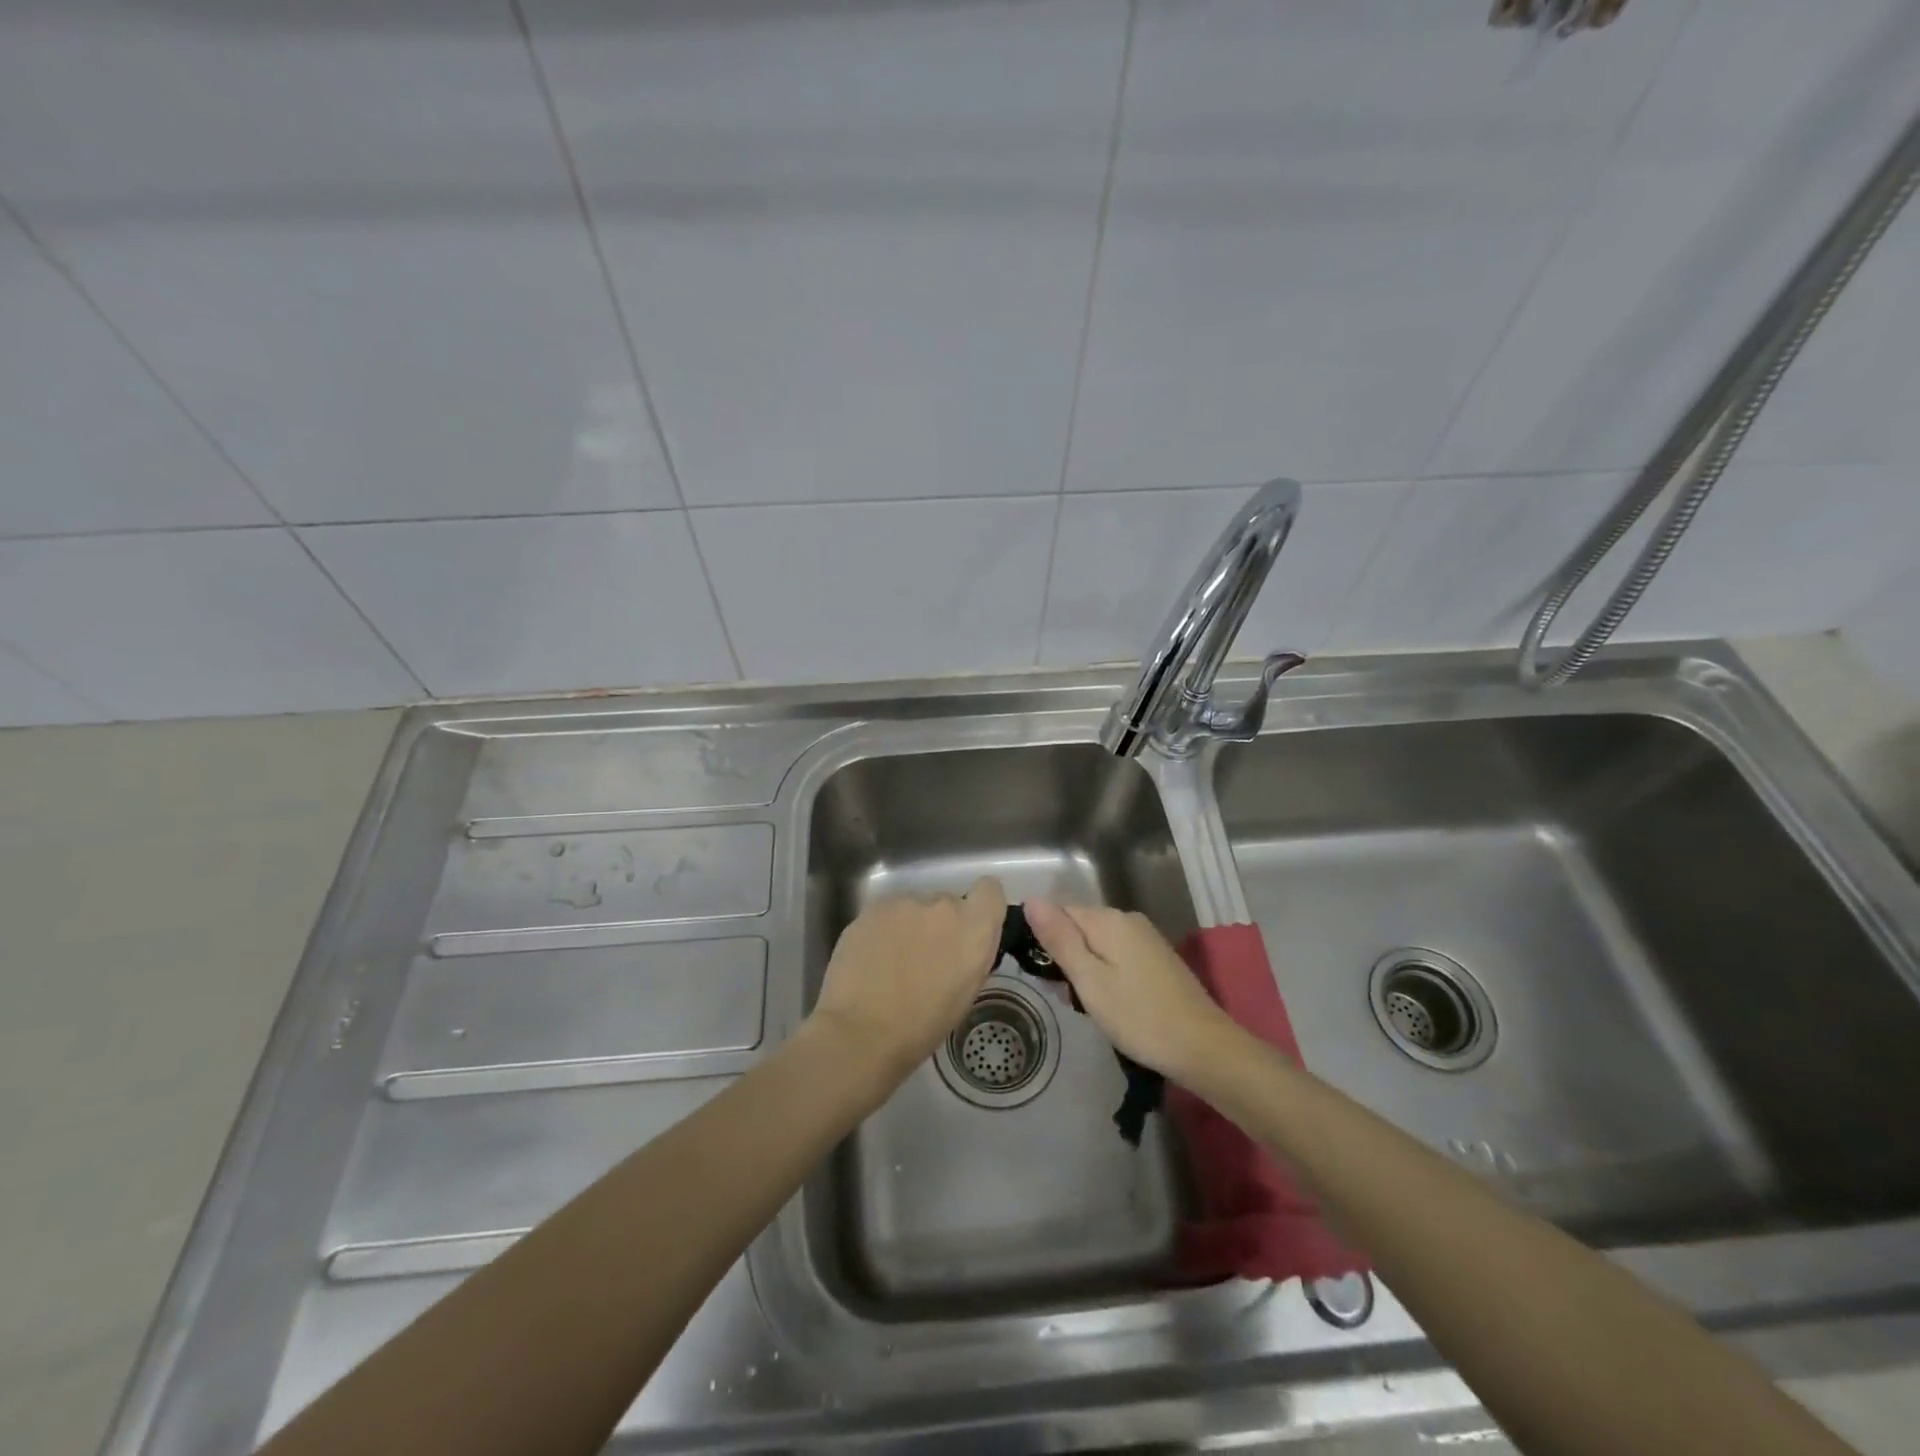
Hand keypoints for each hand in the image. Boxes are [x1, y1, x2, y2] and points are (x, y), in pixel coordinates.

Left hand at [808, 877, 1006, 1083]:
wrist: (861, 1032)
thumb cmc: (922, 1026)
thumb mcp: (966, 993)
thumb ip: (972, 955)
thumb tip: (965, 944)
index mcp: (974, 927)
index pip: (990, 890)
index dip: (981, 907)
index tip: (968, 930)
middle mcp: (943, 905)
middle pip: (948, 902)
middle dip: (940, 924)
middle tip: (925, 957)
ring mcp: (905, 903)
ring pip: (914, 908)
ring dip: (910, 927)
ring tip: (893, 962)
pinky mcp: (872, 908)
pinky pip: (887, 914)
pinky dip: (883, 931)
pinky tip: (872, 960)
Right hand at [1023, 900, 1237, 1083]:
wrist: (1203, 1047)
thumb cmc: (1138, 1016)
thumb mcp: (1089, 980)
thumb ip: (1059, 939)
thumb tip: (1031, 900)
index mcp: (1108, 919)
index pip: (1059, 911)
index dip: (1044, 940)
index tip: (1043, 975)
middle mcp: (1127, 919)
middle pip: (1079, 926)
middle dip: (1065, 957)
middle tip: (1065, 996)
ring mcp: (1146, 938)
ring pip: (1097, 943)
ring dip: (1084, 969)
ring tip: (1085, 1006)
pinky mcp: (1157, 958)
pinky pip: (1117, 955)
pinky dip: (1105, 974)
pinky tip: (1110, 1003)